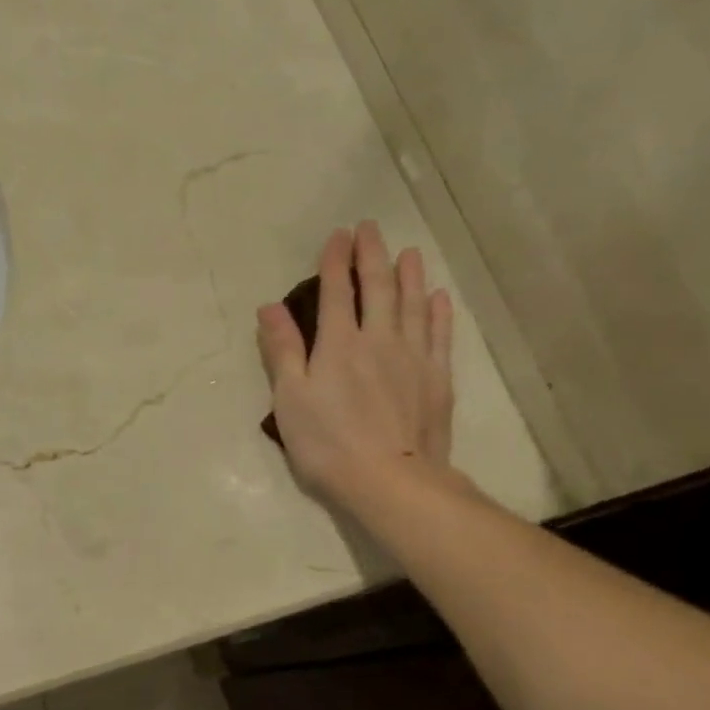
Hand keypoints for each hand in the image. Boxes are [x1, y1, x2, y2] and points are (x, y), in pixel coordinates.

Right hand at [257, 221, 458, 515]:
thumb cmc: (327, 443)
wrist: (390, 480)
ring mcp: (413, 358)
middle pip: (379, 288)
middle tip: (371, 229)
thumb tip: (270, 307)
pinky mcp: (437, 379)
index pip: (337, 292)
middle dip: (372, 255)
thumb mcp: (290, 399)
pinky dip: (438, 312)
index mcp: (339, 344)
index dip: (336, 261)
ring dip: (409, 275)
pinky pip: (439, 335)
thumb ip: (282, 351)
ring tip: (408, 252)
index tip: (338, 235)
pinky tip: (438, 297)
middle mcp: (379, 340)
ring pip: (413, 304)